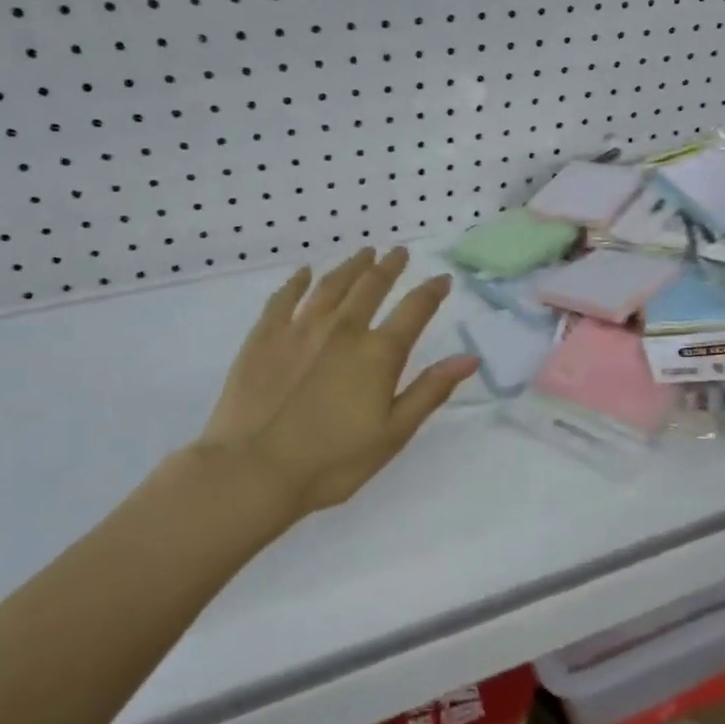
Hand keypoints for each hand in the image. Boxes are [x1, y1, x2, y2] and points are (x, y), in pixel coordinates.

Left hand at [210, 247, 476, 514]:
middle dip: (389, 267)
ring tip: (364, 253)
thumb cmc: (333, 461)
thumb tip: (470, 358)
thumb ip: (431, 390)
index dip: (432, 291)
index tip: (442, 279)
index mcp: (378, 353)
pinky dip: (298, 281)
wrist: (254, 470)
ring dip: (352, 266)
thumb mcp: (394, 433)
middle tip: (399, 253)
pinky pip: (284, 298)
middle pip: (371, 286)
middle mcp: (343, 329)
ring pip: (331, 285)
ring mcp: (300, 328)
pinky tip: (305, 273)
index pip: (414, 310)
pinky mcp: (264, 336)